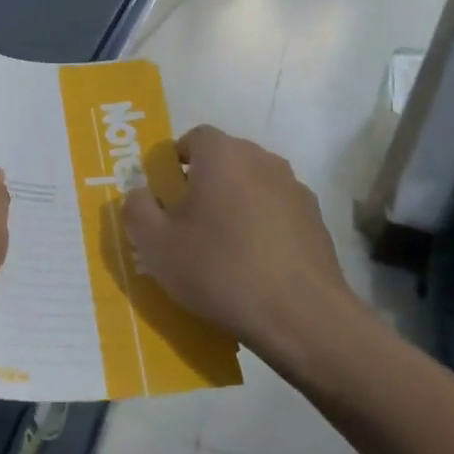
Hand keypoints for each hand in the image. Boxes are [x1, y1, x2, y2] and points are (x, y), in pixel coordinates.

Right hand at [123, 125, 360, 363]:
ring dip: (235, 204)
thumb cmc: (219, 269)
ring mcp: (294, 189)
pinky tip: (255, 264)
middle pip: (224, 160)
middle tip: (187, 222)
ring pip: (252, 186)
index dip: (175, 162)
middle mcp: (262, 159)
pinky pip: (277, 212)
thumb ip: (137, 209)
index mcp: (222, 155)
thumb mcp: (156, 245)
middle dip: (204, 183)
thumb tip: (139, 193)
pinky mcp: (316, 220)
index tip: (165, 195)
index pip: (193, 138)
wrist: (301, 316)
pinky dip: (262, 226)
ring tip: (222, 248)